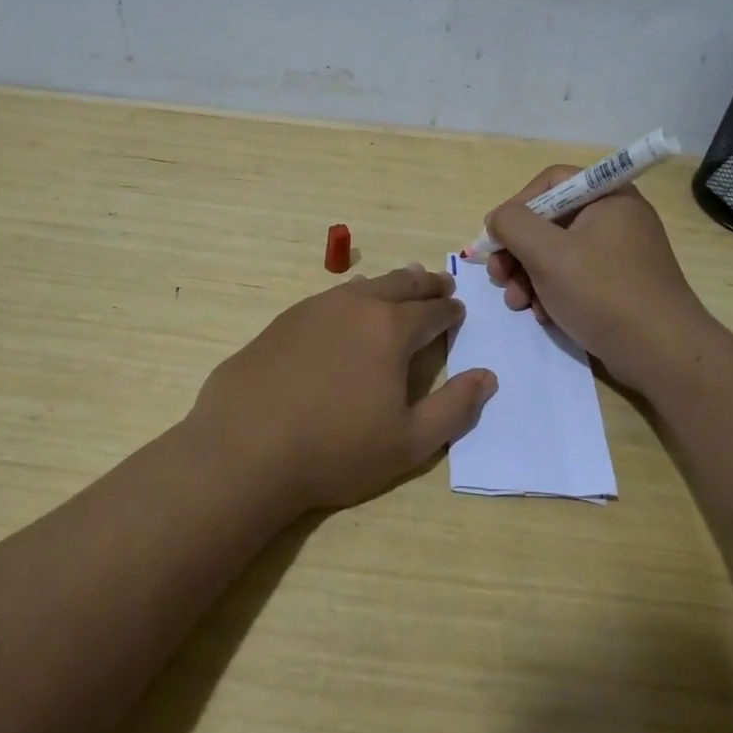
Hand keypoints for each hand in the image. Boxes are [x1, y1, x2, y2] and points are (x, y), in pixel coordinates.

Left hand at [189, 265, 497, 510]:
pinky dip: (351, 298)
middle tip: (440, 283)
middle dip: (426, 284)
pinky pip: (330, 298)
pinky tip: (346, 310)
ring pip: (363, 286)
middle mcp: (356, 306)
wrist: (245, 448)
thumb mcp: (410, 442)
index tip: (458, 311)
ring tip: (400, 287)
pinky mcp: (283, 320)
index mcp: (392, 329)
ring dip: (388, 285)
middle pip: (400, 284)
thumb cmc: (335, 449)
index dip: (450, 311)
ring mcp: (315, 308)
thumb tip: (487, 377)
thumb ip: (455, 408)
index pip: (433, 310)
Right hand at [484, 166, 720, 392]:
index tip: (496, 236)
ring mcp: (619, 254)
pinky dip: (551, 292)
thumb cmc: (602, 292)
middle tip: (498, 276)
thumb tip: (498, 219)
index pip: (551, 182)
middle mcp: (616, 218)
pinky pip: (574, 277)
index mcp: (608, 197)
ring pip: (557, 253)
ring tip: (517, 303)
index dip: (517, 204)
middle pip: (550, 220)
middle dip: (517, 250)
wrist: (661, 354)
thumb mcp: (547, 253)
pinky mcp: (618, 285)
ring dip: (528, 276)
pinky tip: (542, 315)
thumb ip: (512, 225)